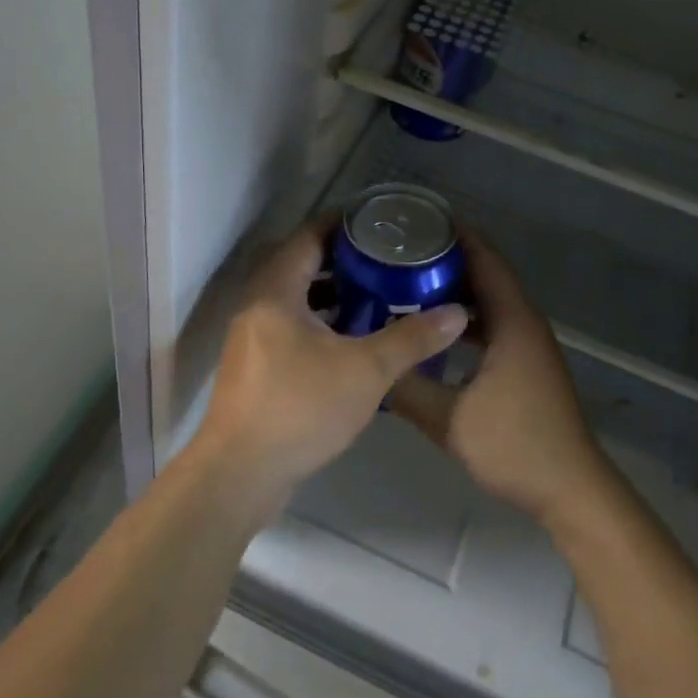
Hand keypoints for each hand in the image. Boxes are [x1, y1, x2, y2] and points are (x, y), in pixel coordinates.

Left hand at [194, 217, 468, 515]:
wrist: (240, 474)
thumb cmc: (300, 408)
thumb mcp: (366, 371)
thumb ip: (412, 338)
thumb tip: (457, 313)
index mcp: (276, 290)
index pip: (308, 236)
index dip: (342, 224)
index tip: (378, 223)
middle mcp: (258, 304)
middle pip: (301, 264)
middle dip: (343, 259)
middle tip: (385, 259)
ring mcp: (252, 336)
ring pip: (295, 298)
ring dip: (331, 293)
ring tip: (375, 294)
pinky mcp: (254, 365)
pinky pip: (289, 325)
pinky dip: (319, 321)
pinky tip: (351, 340)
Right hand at [388, 230, 612, 526]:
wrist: (571, 490)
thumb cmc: (515, 446)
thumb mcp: (450, 420)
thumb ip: (407, 389)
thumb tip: (370, 365)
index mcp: (512, 320)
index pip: (484, 259)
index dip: (455, 234)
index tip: (417, 219)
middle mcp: (524, 321)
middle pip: (485, 273)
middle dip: (446, 258)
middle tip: (401, 251)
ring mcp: (528, 343)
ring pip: (489, 300)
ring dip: (455, 288)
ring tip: (409, 282)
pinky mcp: (526, 363)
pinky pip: (492, 323)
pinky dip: (465, 316)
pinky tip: (435, 329)